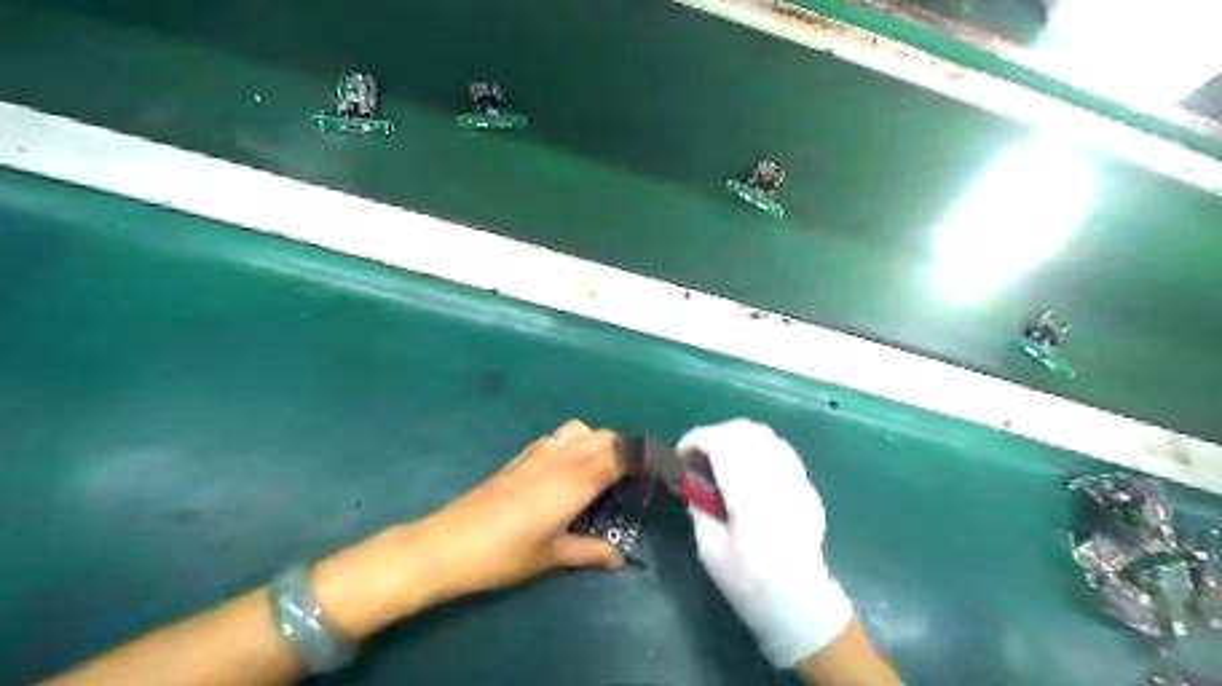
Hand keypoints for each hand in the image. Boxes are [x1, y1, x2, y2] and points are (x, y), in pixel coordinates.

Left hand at [413, 417, 628, 599]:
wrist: (450, 543)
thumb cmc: (506, 553)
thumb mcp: (553, 556)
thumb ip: (590, 551)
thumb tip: (619, 558)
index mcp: (577, 480)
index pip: (623, 454)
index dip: (647, 457)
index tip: (663, 471)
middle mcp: (563, 457)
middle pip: (607, 436)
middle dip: (626, 451)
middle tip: (631, 481)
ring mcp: (540, 452)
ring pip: (583, 430)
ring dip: (600, 443)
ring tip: (601, 473)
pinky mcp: (523, 456)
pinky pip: (560, 437)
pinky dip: (576, 444)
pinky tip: (567, 473)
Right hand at [682, 418, 850, 670]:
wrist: (800, 605)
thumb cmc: (750, 583)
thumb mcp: (710, 550)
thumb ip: (699, 507)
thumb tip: (690, 481)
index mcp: (749, 493)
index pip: (721, 442)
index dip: (696, 440)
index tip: (680, 456)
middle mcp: (775, 476)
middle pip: (743, 431)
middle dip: (714, 436)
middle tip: (697, 459)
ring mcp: (795, 478)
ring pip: (763, 434)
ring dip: (736, 438)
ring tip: (720, 460)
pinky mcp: (806, 485)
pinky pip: (779, 448)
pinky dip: (757, 447)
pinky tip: (747, 469)